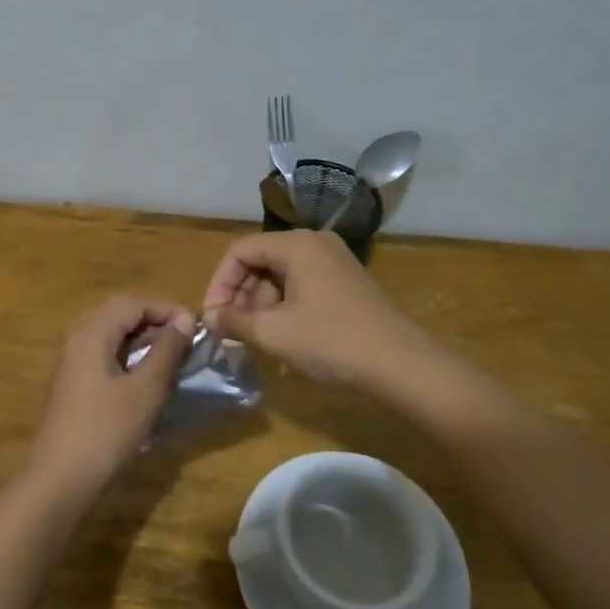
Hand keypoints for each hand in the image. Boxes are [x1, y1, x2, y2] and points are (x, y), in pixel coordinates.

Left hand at [26, 296, 194, 496]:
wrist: (61, 478)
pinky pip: (102, 353)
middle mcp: (77, 338)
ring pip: (109, 334)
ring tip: (170, 353)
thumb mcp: (146, 389)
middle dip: (152, 319)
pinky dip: (127, 354)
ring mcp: (71, 361)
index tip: (194, 325)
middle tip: (183, 336)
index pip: (132, 303)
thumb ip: (166, 350)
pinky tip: (145, 374)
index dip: (165, 308)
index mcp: (91, 333)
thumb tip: (183, 320)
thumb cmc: (107, 429)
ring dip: (140, 337)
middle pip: (118, 313)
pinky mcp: (72, 383)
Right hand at [202, 229, 436, 392]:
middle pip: (261, 260)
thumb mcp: (274, 333)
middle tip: (233, 330)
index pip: (241, 250)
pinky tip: (283, 336)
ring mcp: (334, 261)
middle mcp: (315, 243)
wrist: (402, 365)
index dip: (220, 282)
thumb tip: (208, 317)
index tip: (214, 316)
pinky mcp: (346, 282)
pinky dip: (284, 306)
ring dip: (261, 303)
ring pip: (281, 274)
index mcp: (296, 244)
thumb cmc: (332, 342)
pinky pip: (302, 285)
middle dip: (241, 294)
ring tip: (256, 338)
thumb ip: (234, 321)